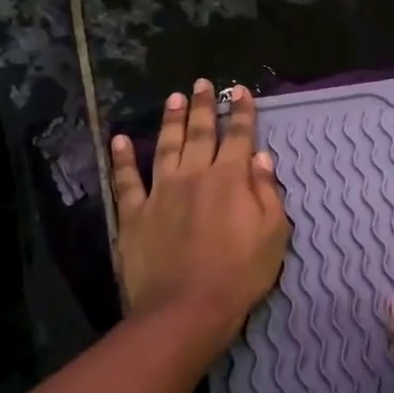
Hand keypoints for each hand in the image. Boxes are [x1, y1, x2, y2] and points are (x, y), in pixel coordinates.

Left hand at [110, 80, 288, 340]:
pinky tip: (120, 139)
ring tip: (174, 98)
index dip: (241, 112)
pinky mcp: (134, 214)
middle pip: (199, 133)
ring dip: (170, 120)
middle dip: (203, 106)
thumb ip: (267, 192)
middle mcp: (194, 176)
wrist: (187, 309)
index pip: (238, 137)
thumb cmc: (239, 274)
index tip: (240, 90)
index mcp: (230, 180)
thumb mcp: (273, 235)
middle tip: (202, 83)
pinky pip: (126, 180)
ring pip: (165, 146)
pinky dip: (123, 158)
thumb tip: (261, 158)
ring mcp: (160, 192)